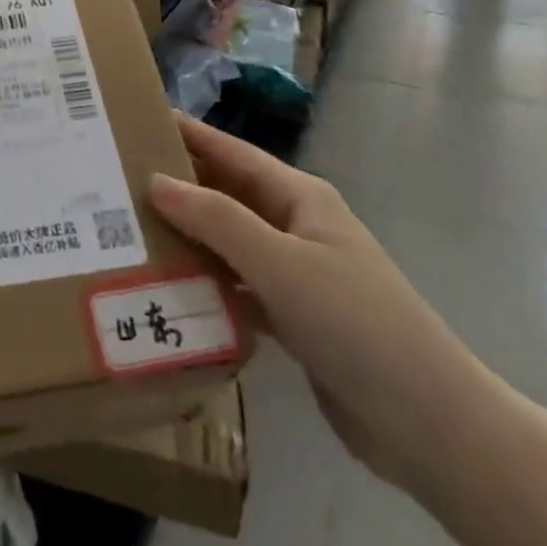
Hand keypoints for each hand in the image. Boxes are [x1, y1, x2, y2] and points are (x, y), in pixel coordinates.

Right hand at [150, 119, 498, 494]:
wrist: (429, 425)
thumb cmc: (355, 323)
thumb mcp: (280, 263)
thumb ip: (216, 220)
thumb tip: (156, 181)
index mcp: (300, 198)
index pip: (231, 152)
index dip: (188, 134)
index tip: (137, 120)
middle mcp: (296, 227)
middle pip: (227, 195)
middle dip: (179, 187)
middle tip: (117, 181)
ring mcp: (296, 274)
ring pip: (229, 244)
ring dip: (188, 239)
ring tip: (129, 232)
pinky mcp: (294, 318)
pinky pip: (238, 288)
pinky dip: (208, 286)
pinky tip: (168, 291)